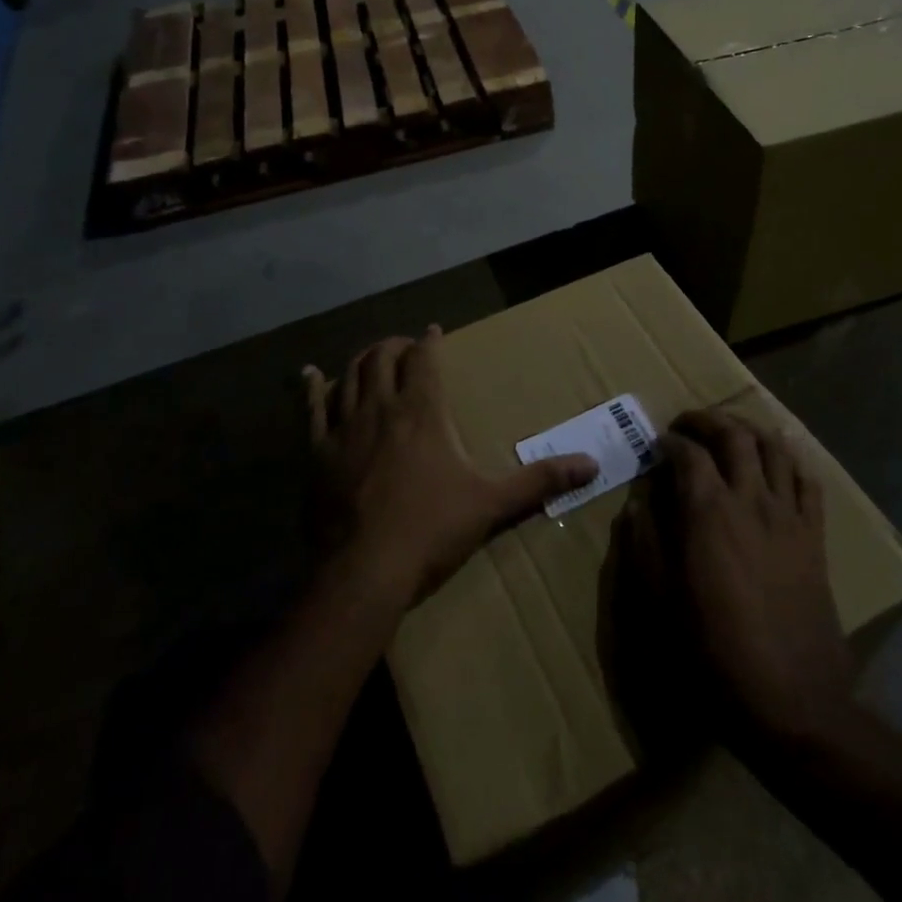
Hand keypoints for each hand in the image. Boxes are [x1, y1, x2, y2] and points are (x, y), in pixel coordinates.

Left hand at [303, 327, 596, 606]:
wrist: (365, 570)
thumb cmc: (432, 529)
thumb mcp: (492, 503)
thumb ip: (540, 480)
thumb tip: (593, 465)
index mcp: (423, 412)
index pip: (425, 359)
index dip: (429, 341)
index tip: (433, 331)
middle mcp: (382, 407)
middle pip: (383, 358)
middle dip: (394, 346)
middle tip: (404, 347)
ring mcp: (345, 427)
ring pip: (349, 375)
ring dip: (360, 360)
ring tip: (369, 356)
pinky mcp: (316, 452)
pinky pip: (312, 408)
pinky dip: (312, 387)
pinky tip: (309, 373)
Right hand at [661, 409, 854, 746]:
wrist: (791, 700)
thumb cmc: (714, 652)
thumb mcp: (660, 602)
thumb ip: (645, 545)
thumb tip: (637, 505)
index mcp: (708, 513)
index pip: (688, 454)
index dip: (669, 441)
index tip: (657, 443)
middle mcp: (751, 500)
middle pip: (734, 436)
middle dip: (708, 419)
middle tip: (688, 423)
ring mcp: (788, 516)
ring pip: (775, 448)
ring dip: (749, 429)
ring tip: (731, 430)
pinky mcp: (815, 536)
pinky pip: (808, 481)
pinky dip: (791, 459)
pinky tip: (780, 458)